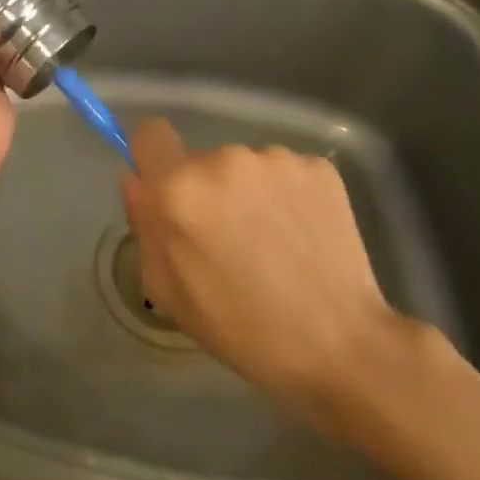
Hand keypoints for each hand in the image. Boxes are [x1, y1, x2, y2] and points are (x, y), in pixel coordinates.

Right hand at [119, 119, 396, 430]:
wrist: (342, 346)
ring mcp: (275, 159)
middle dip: (207, 191)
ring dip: (249, 193)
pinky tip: (302, 237)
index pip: (149, 134)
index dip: (153, 158)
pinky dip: (287, 197)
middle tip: (229, 240)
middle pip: (200, 160)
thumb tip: (137, 180)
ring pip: (245, 167)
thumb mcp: (169, 291)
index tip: (167, 190)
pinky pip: (284, 173)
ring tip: (273, 244)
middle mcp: (224, 159)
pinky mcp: (318, 167)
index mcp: (179, 189)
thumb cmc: (242, 328)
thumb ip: (145, 225)